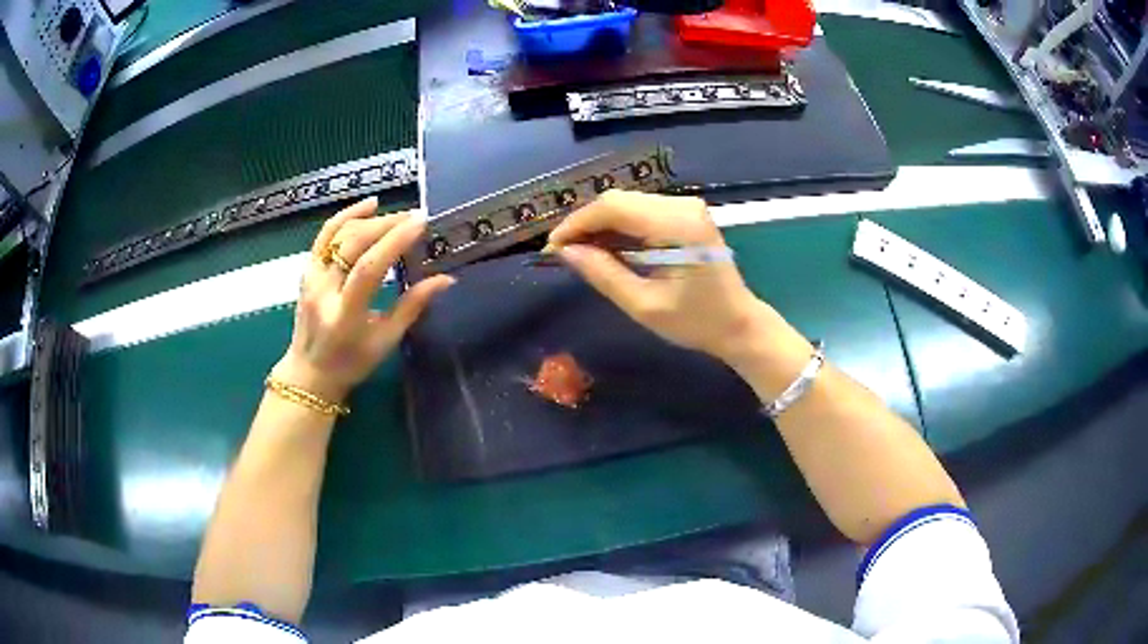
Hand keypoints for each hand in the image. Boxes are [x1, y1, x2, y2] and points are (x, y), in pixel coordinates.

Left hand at [271, 198, 454, 402]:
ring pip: (340, 234)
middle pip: (354, 244)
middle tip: (415, 218)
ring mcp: (311, 277)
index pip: (368, 268)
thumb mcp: (386, 340)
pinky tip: (369, 206)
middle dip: (387, 225)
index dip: (395, 241)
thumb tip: (446, 279)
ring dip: (371, 219)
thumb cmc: (351, 362)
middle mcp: (323, 291)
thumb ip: (413, 306)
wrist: (310, 372)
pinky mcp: (307, 270)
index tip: (421, 223)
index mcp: (345, 315)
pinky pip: (325, 235)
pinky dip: (347, 216)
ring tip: (398, 216)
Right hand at [547, 190, 776, 363]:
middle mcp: (682, 206)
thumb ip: (603, 274)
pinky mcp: (686, 214)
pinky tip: (606, 247)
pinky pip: (642, 211)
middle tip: (564, 253)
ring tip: (580, 252)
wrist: (739, 324)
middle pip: (618, 200)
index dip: (577, 223)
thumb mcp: (644, 305)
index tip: (553, 248)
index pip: (613, 208)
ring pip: (627, 203)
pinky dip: (619, 227)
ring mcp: (686, 207)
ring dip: (600, 224)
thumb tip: (566, 252)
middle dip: (586, 223)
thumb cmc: (696, 322)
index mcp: (676, 225)